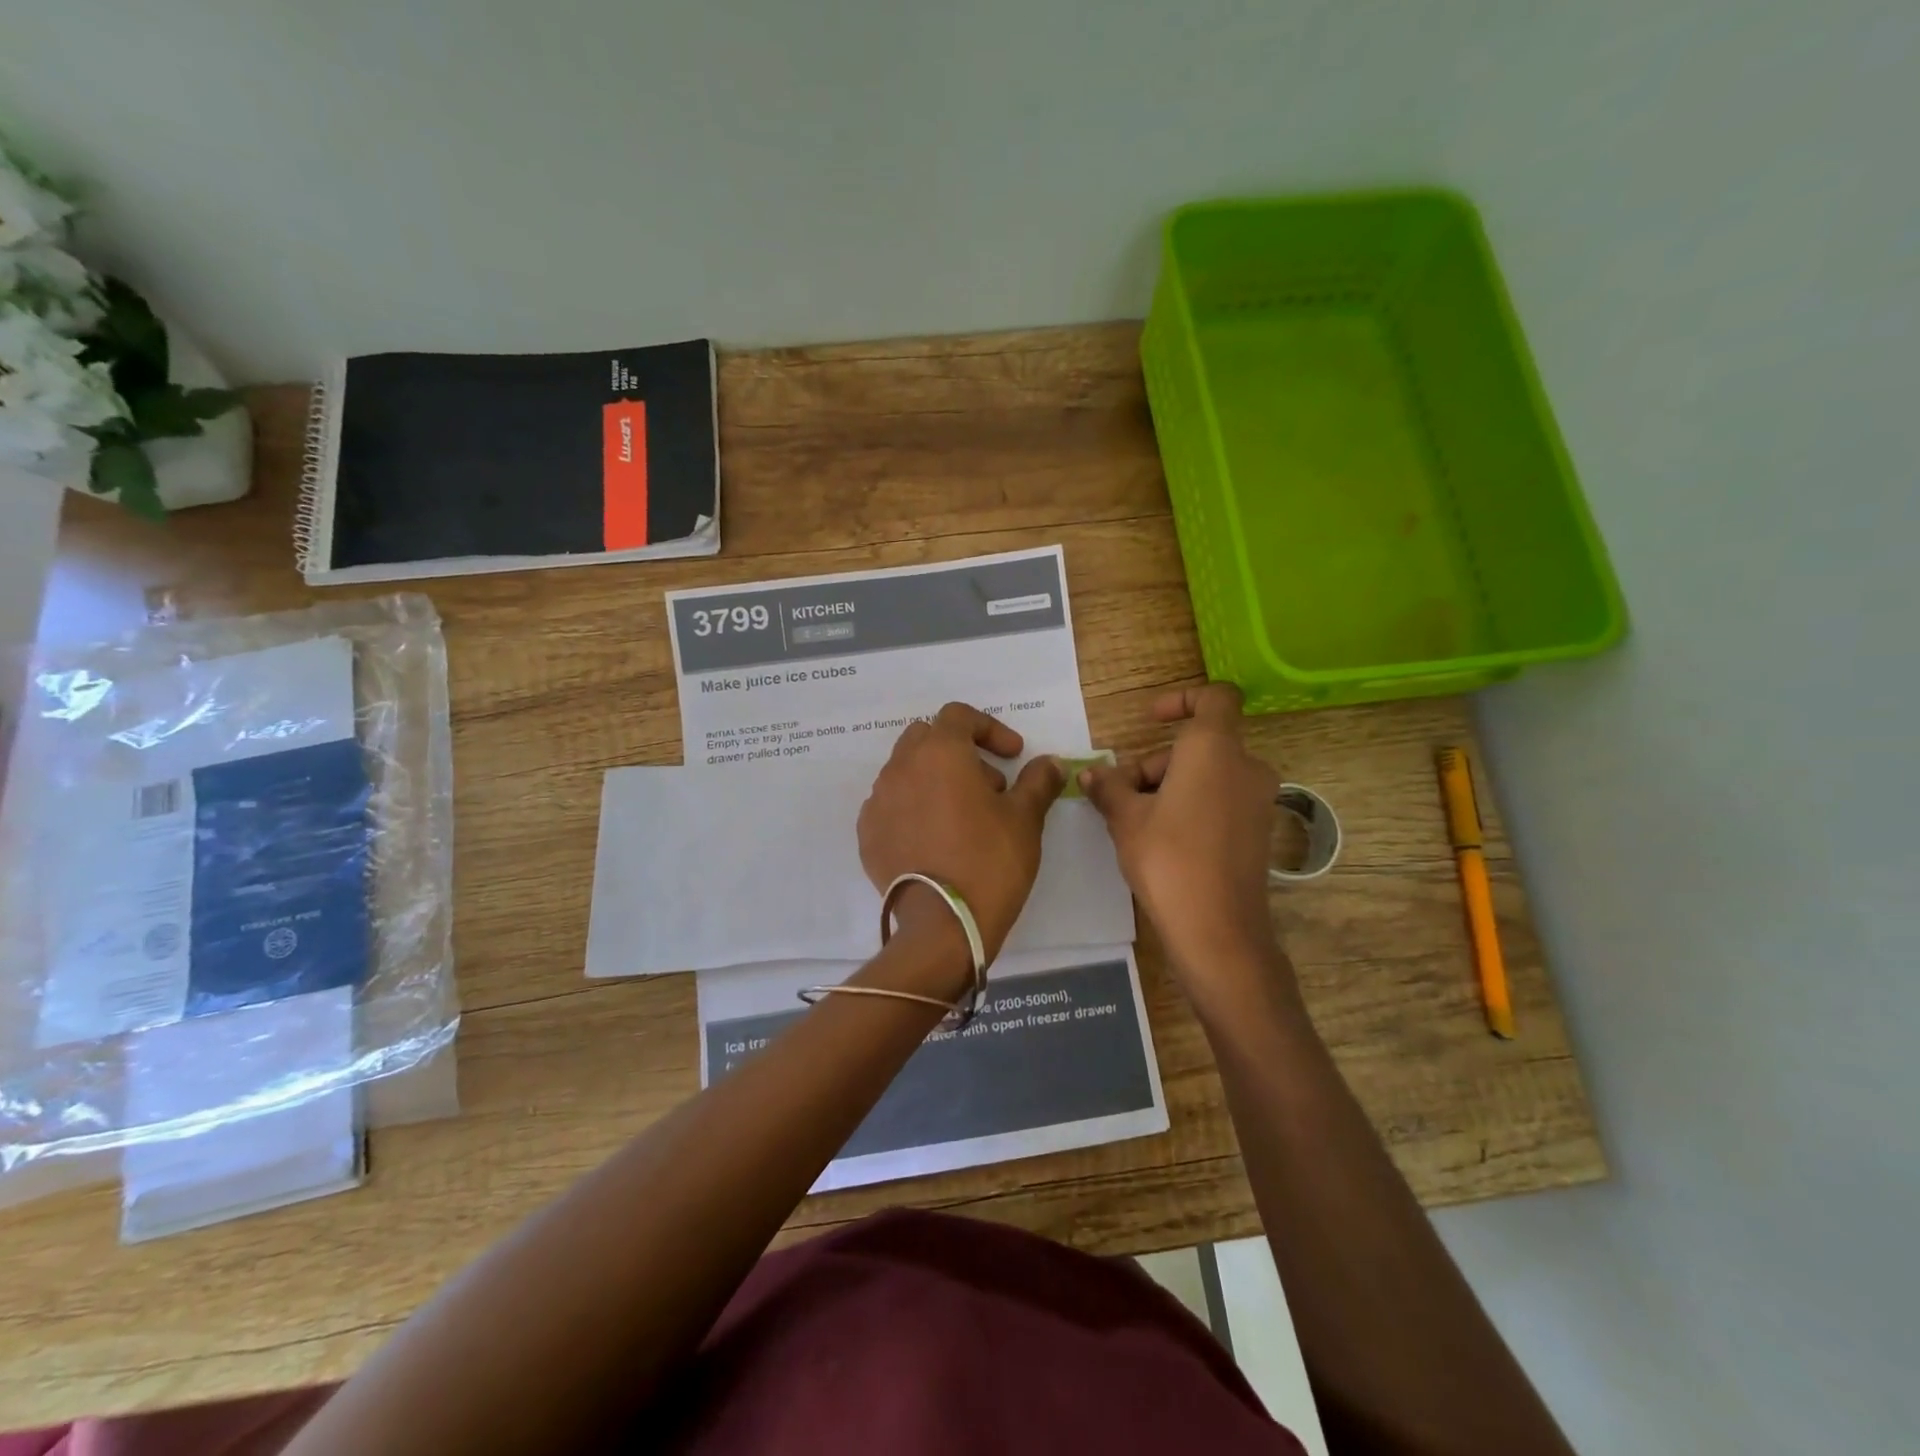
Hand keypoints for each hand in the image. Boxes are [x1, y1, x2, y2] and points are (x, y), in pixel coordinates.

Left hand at [858, 703, 1065, 962]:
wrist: (944, 925)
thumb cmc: (990, 861)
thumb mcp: (1025, 818)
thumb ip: (1038, 781)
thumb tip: (1051, 762)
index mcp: (940, 752)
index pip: (959, 716)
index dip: (990, 729)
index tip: (1013, 756)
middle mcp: (901, 767)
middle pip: (927, 738)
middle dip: (959, 751)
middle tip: (989, 786)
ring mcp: (878, 801)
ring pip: (906, 771)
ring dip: (935, 779)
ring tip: (963, 816)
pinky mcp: (867, 834)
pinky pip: (891, 805)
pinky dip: (913, 808)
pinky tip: (935, 839)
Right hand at [1080, 684, 1282, 1007]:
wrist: (1218, 929)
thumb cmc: (1168, 859)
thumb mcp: (1126, 819)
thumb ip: (1108, 787)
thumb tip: (1091, 773)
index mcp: (1214, 749)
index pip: (1215, 697)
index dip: (1182, 700)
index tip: (1151, 721)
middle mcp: (1245, 766)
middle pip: (1198, 744)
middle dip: (1155, 763)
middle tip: (1120, 797)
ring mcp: (1257, 799)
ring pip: (1207, 774)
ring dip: (1168, 787)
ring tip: (1133, 824)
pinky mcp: (1258, 829)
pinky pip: (1220, 799)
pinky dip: (1191, 805)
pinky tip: (1162, 840)